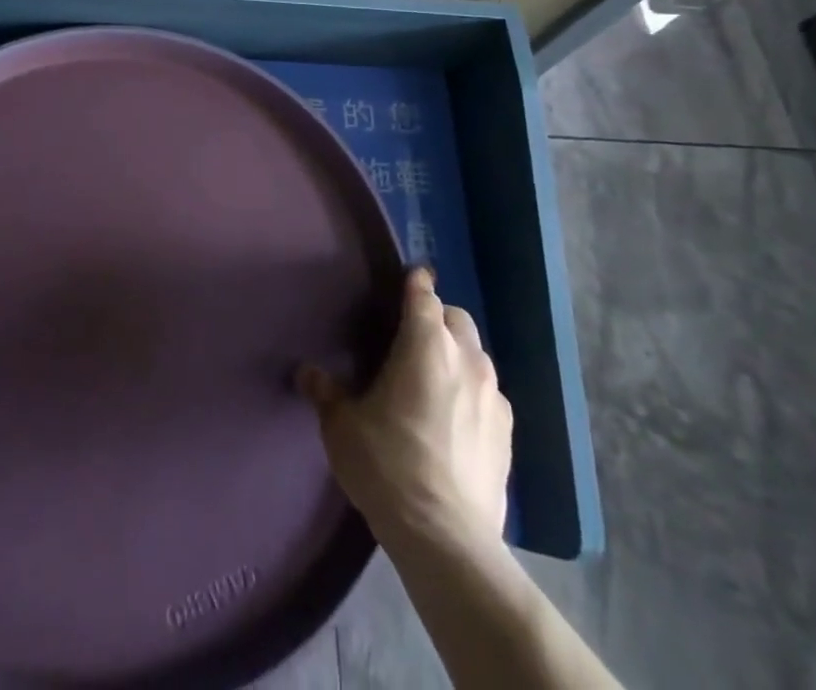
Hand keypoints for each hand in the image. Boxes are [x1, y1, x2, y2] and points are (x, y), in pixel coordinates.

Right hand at [299, 266, 511, 549]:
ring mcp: (494, 396)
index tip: (406, 279)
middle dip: (437, 317)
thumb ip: (325, 392)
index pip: (424, 294)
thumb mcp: (342, 426)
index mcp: (425, 345)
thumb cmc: (387, 464)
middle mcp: (466, 359)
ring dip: (457, 353)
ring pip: (477, 354)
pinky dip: (473, 391)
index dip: (414, 283)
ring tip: (433, 377)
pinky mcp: (509, 434)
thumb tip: (306, 372)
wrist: (445, 537)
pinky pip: (490, 393)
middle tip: (411, 336)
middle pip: (457, 318)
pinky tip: (455, 417)